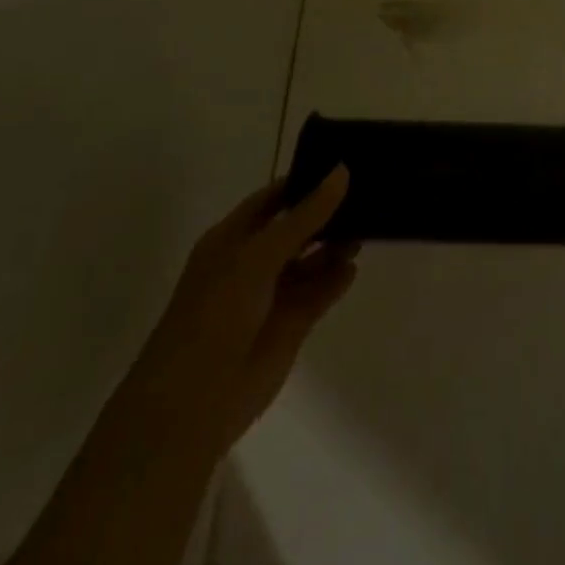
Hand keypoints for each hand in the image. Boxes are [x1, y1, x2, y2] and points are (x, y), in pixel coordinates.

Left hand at [144, 167, 356, 455]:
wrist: (195, 399)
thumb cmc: (217, 312)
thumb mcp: (260, 255)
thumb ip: (305, 216)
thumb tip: (342, 171)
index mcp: (232, 239)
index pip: (273, 199)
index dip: (303, 181)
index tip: (342, 164)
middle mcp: (252, 262)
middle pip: (296, 228)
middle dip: (326, 212)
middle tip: (367, 191)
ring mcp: (272, 294)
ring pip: (311, 260)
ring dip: (335, 245)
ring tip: (369, 227)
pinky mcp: (291, 325)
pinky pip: (320, 292)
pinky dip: (336, 279)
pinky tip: (354, 266)